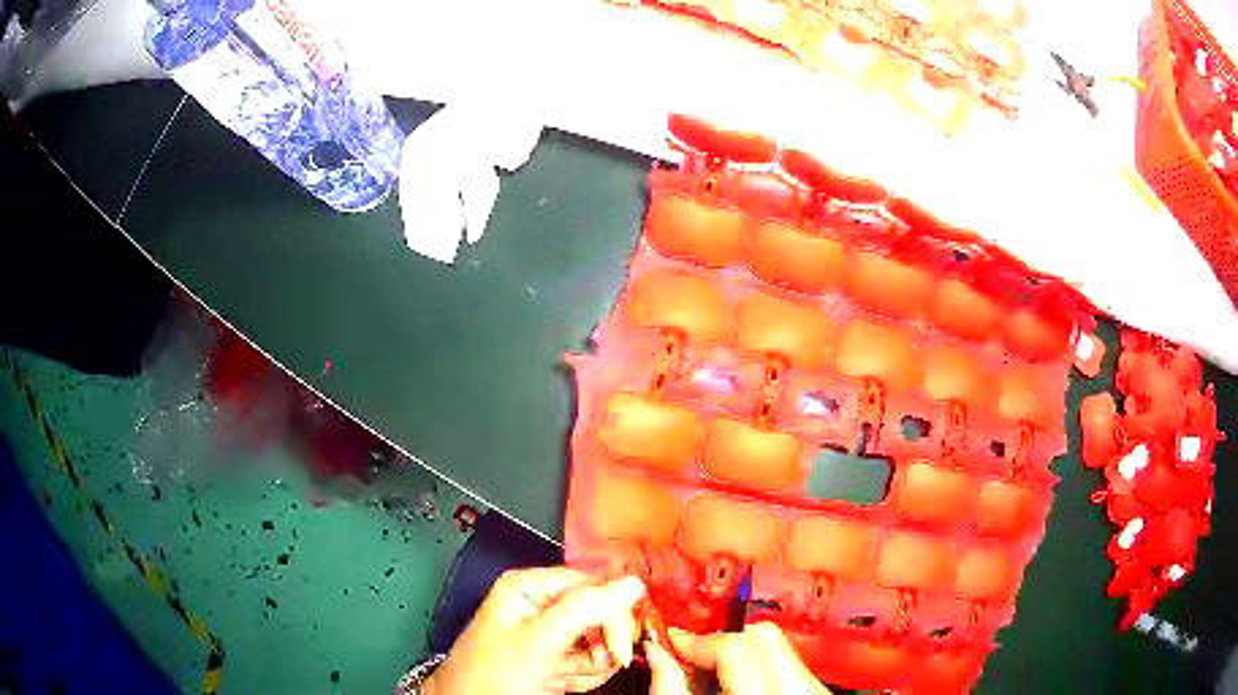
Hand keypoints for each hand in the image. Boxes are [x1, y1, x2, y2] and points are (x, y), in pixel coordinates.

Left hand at [423, 567, 644, 694]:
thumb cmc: (489, 674)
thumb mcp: (540, 639)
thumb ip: (586, 608)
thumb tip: (631, 584)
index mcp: (530, 586)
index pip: (592, 584)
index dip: (613, 612)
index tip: (622, 641)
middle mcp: (541, 605)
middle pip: (599, 614)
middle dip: (601, 644)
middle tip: (598, 662)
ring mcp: (549, 634)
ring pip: (599, 640)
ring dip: (593, 664)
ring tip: (567, 675)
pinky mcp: (555, 657)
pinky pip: (590, 660)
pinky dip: (585, 674)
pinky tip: (564, 681)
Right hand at [646, 622, 830, 694]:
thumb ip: (672, 690)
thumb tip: (658, 654)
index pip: (735, 650)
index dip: (697, 642)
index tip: (671, 643)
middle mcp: (798, 693)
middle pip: (761, 639)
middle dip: (718, 644)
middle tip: (689, 662)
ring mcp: (813, 692)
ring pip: (774, 647)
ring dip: (735, 655)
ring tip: (711, 680)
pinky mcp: (816, 693)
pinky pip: (785, 664)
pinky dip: (755, 667)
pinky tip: (734, 688)